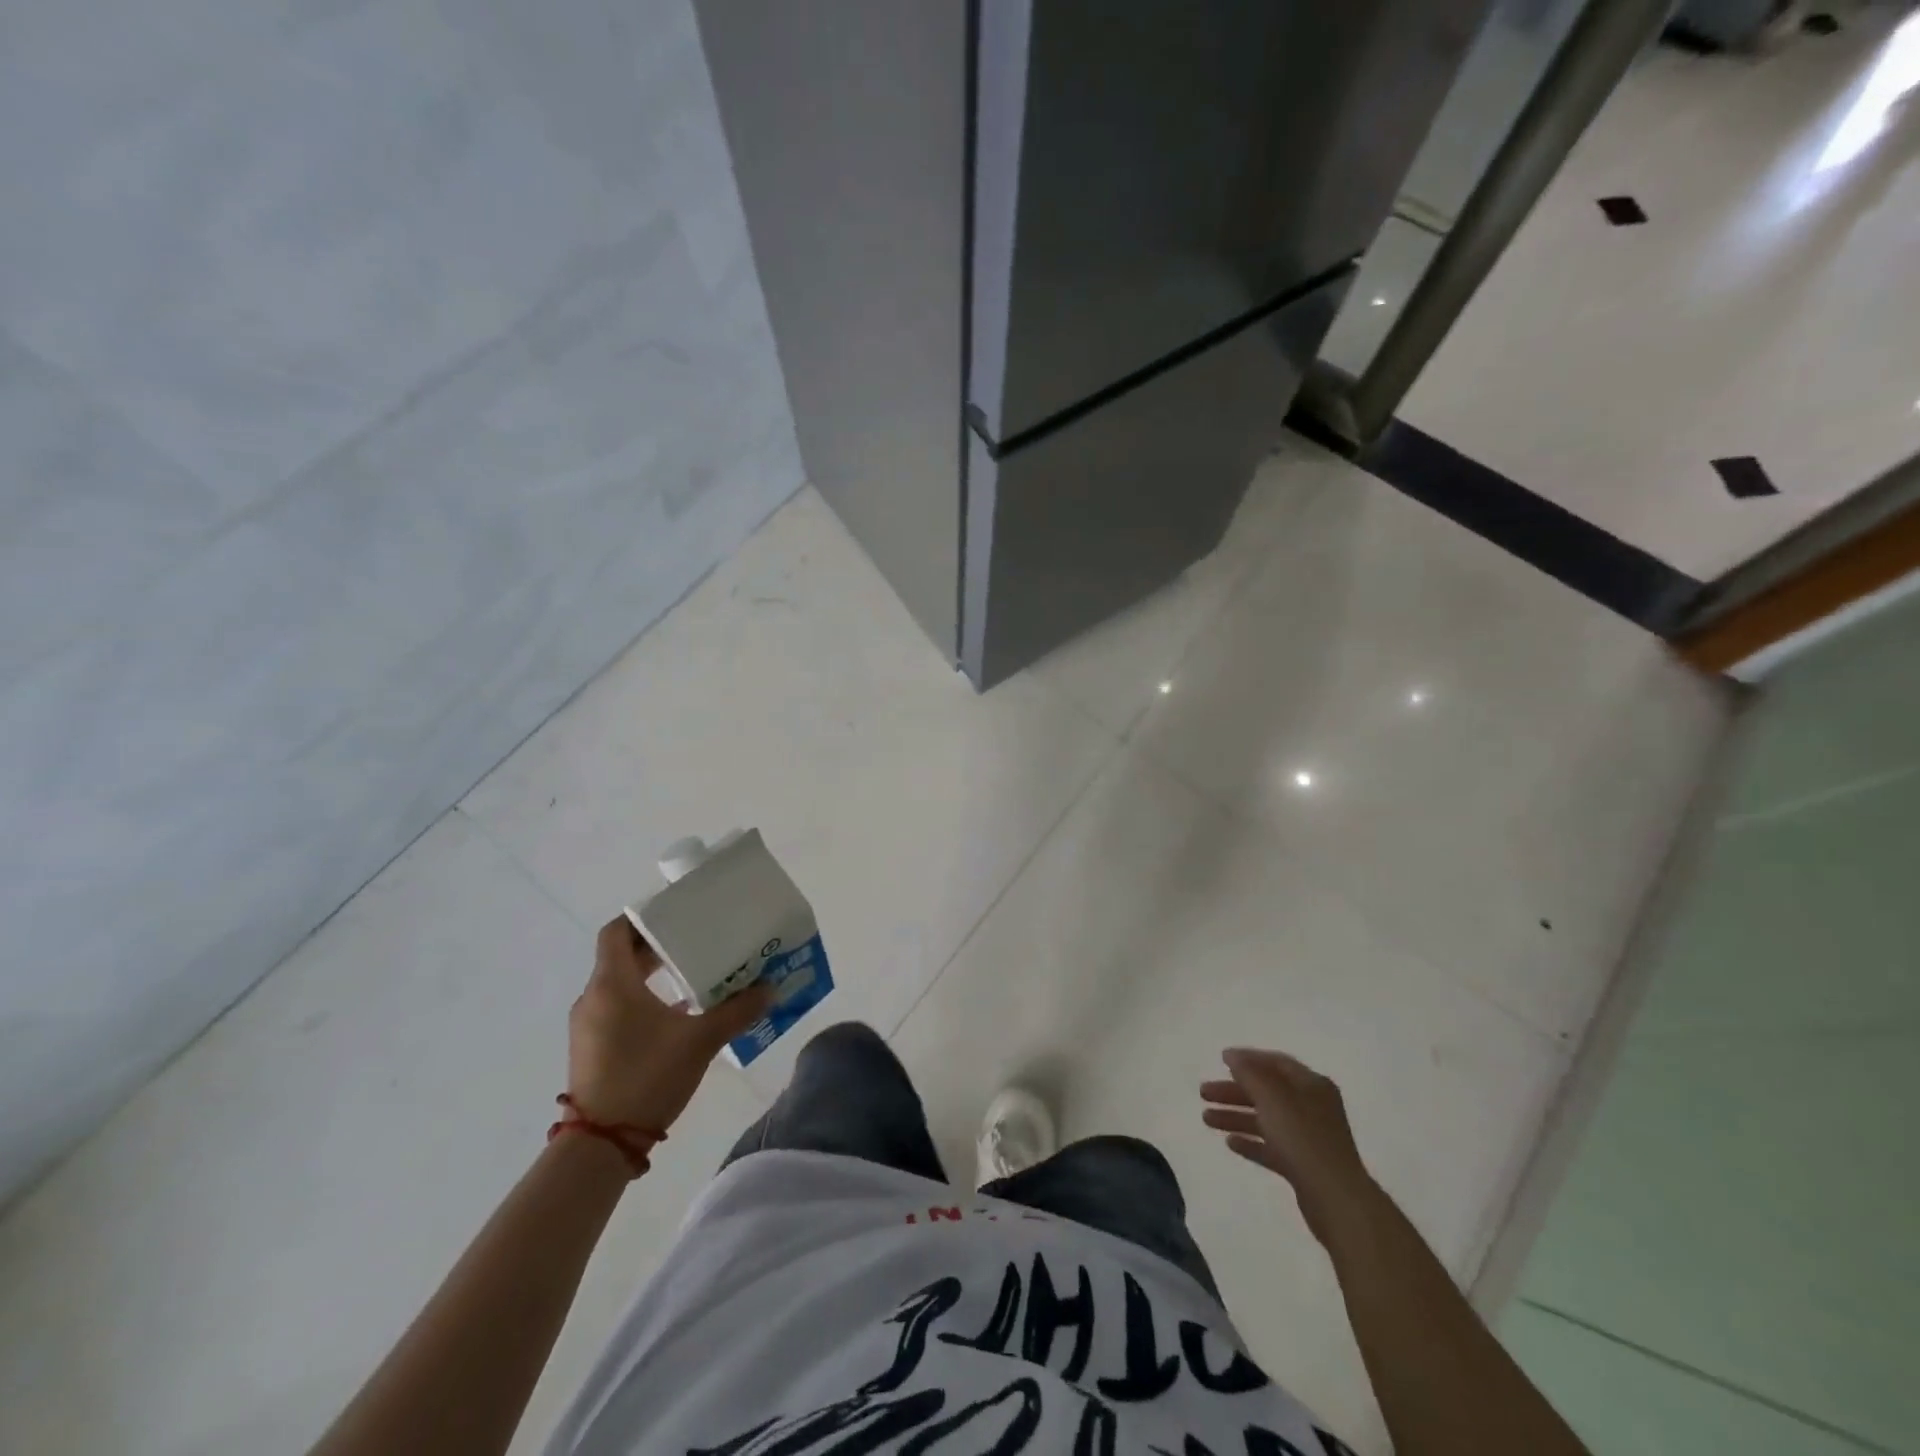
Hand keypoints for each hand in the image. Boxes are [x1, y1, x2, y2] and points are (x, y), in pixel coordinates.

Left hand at [567, 918, 773, 1133]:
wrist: (601, 1145)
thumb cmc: (646, 1078)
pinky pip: (615, 1007)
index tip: (675, 913)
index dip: (644, 918)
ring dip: (650, 975)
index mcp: (612, 984)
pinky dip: (641, 999)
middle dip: (656, 946)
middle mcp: (593, 998)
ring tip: (691, 975)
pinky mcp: (591, 1048)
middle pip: (620, 956)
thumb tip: (771, 989)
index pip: (617, 932)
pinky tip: (676, 1014)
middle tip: (695, 941)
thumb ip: (737, 1011)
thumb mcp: (700, 1041)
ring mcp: (588, 1025)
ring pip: (618, 983)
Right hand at [1201, 1048, 1377, 1244]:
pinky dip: (1251, 1142)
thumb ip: (1249, 1073)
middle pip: (1267, 1092)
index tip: (1220, 1060)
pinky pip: (1271, 1147)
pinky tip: (1230, 1143)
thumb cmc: (1303, 1139)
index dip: (1248, 1059)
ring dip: (1236, 1117)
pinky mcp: (1303, 1166)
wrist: (1336, 1200)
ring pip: (1266, 1120)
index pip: (1276, 1063)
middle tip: (1204, 1093)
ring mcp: (1308, 1138)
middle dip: (1234, 1091)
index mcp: (1311, 1085)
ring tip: (1206, 1120)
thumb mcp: (1272, 1098)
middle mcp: (1312, 1107)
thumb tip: (1232, 1055)